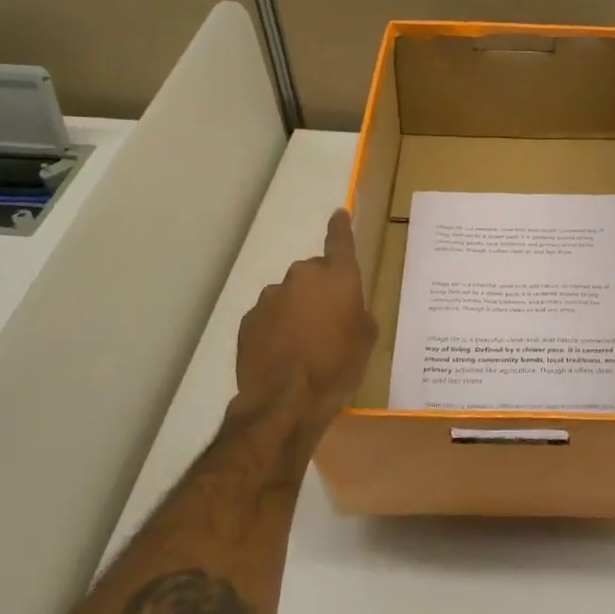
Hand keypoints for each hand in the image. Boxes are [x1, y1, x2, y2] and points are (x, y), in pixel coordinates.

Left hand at [226, 210, 377, 463]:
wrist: (287, 400)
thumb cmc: (338, 365)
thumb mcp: (366, 338)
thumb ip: (356, 312)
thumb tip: (344, 308)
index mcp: (337, 276)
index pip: (340, 241)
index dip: (340, 227)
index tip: (338, 213)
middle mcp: (302, 277)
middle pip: (313, 274)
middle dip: (320, 291)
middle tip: (329, 321)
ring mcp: (270, 297)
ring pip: (289, 296)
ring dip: (296, 311)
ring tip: (303, 345)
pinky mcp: (248, 320)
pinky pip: (269, 317)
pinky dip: (277, 329)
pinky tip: (283, 355)